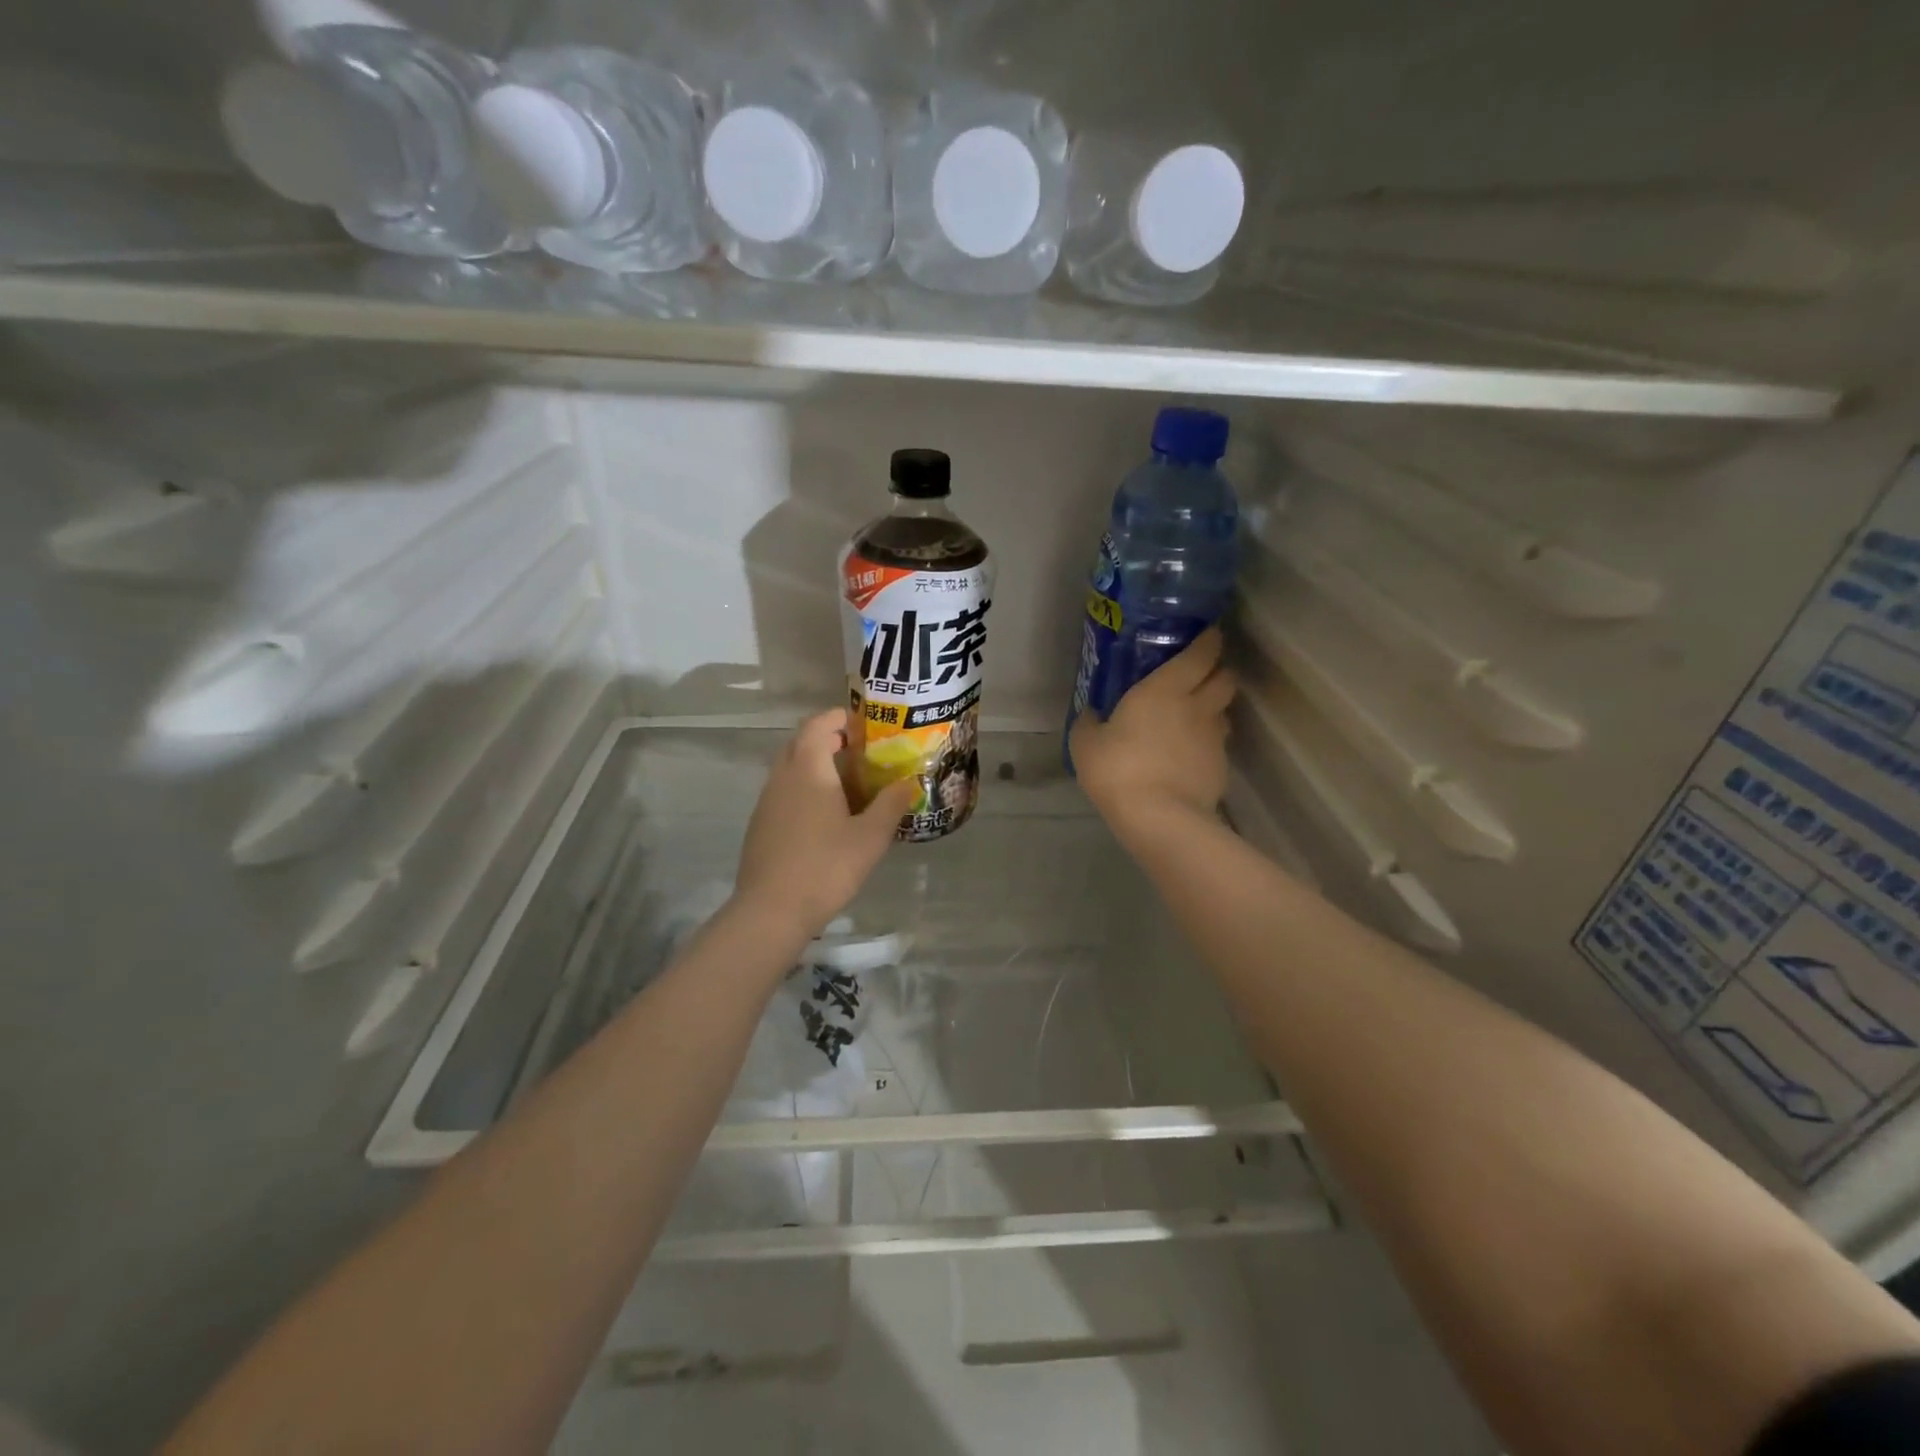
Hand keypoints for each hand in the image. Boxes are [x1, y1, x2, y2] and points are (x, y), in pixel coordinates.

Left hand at [733, 709, 915, 940]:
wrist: (771, 911)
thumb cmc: (826, 867)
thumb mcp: (870, 837)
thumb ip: (891, 804)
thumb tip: (909, 782)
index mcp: (808, 768)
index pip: (818, 723)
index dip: (841, 718)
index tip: (867, 726)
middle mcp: (783, 776)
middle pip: (802, 742)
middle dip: (830, 739)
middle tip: (863, 753)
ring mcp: (767, 800)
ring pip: (792, 767)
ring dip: (817, 765)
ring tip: (850, 785)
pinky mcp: (761, 824)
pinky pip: (785, 791)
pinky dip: (805, 789)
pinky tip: (827, 817)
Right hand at [1070, 627, 1236, 837]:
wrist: (1160, 818)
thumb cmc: (1118, 769)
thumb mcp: (1086, 744)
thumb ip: (1090, 723)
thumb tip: (1093, 714)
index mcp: (1166, 689)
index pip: (1201, 653)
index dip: (1209, 640)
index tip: (1209, 634)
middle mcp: (1197, 706)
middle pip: (1225, 678)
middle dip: (1218, 671)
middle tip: (1201, 675)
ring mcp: (1214, 738)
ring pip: (1224, 712)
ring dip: (1214, 709)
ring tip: (1194, 718)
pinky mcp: (1221, 768)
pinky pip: (1218, 745)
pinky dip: (1208, 744)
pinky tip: (1190, 756)